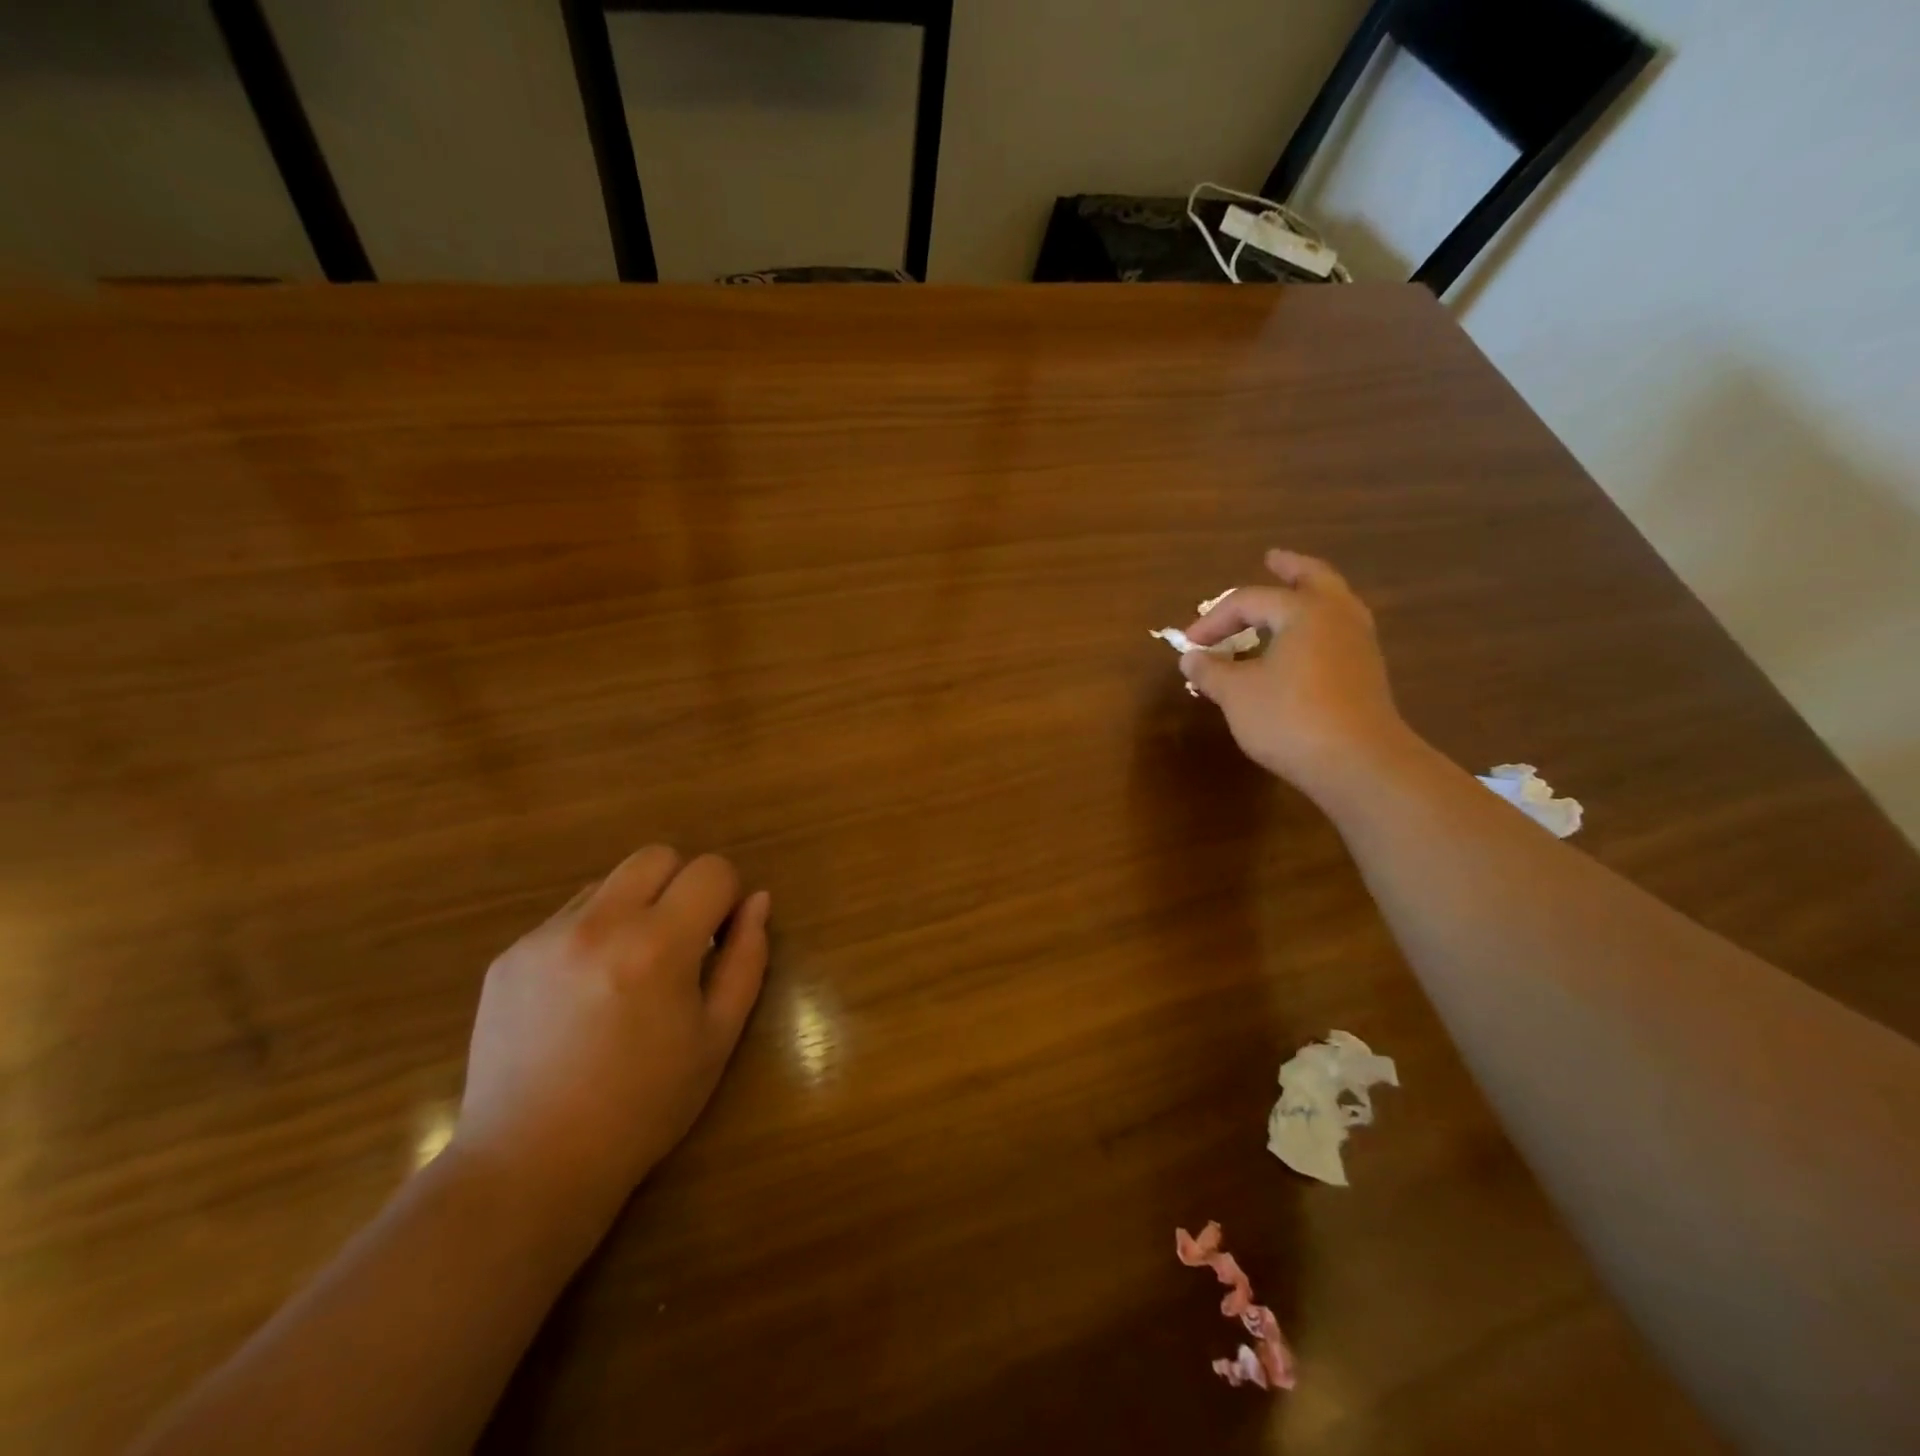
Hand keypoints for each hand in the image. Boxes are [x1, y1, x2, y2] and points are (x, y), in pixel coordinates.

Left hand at [451, 847, 769, 1228]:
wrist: (531, 1165)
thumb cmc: (644, 1106)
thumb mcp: (717, 1036)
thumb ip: (746, 958)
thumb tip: (757, 901)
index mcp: (658, 945)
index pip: (711, 870)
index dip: (726, 896)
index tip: (719, 937)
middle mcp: (599, 924)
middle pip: (657, 856)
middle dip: (681, 885)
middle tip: (680, 942)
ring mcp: (545, 937)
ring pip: (610, 881)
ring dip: (634, 906)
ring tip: (628, 970)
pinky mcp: (510, 955)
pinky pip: (568, 916)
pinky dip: (592, 933)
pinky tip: (584, 993)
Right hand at [1180, 549, 1413, 799]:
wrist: (1358, 763)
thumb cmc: (1290, 718)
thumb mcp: (1237, 694)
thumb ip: (1211, 672)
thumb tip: (1191, 658)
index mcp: (1304, 611)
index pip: (1249, 601)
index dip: (1214, 620)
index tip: (1190, 645)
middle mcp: (1337, 617)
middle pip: (1314, 578)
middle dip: (1290, 568)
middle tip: (1272, 558)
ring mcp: (1359, 645)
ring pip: (1334, 605)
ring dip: (1309, 597)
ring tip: (1291, 599)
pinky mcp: (1367, 674)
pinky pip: (1338, 633)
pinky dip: (1317, 627)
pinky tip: (1303, 645)